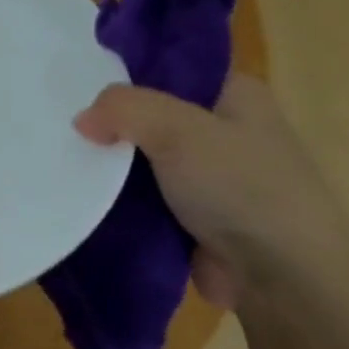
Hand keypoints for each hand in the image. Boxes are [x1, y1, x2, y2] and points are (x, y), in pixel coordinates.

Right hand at [75, 75, 348, 312]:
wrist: (285, 283)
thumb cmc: (242, 188)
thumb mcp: (177, 129)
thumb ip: (122, 108)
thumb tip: (83, 121)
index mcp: (235, 93)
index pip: (167, 65)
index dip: (122, 70)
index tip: (77, 80)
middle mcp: (225, 129)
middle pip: (149, 111)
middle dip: (111, 119)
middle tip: (63, 120)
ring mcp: (211, 175)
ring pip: (143, 155)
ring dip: (112, 162)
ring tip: (65, 155)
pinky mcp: (195, 215)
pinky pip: (144, 194)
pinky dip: (119, 195)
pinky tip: (86, 191)